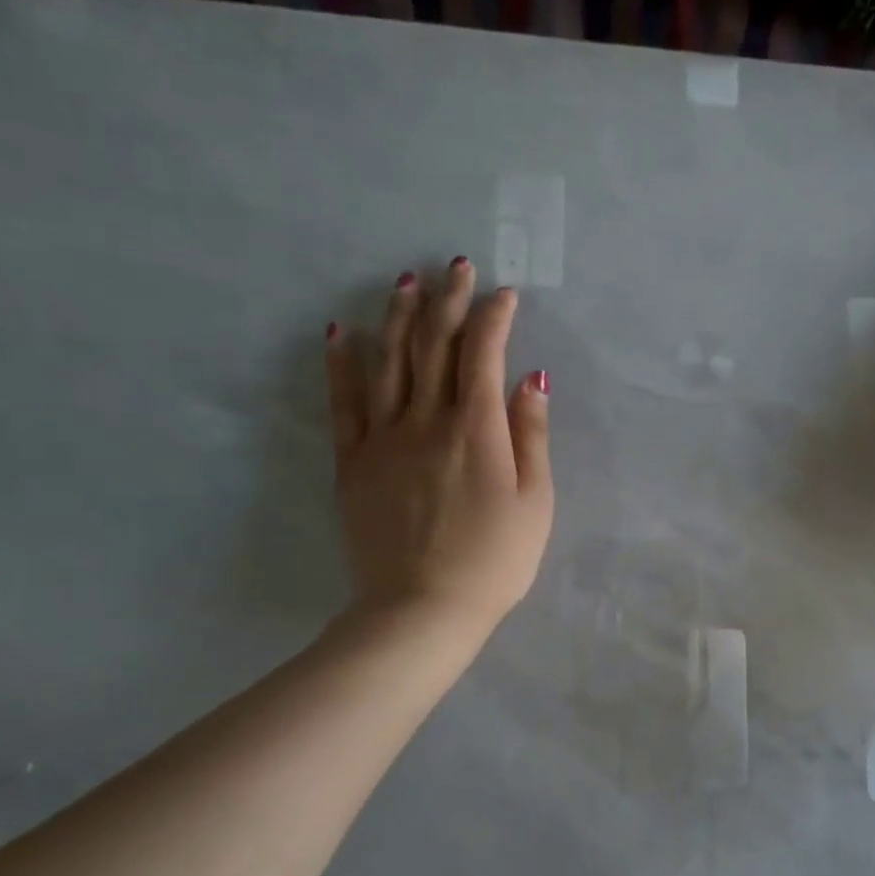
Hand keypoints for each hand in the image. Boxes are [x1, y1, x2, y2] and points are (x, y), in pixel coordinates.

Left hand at [324, 258, 553, 634]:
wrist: (423, 609)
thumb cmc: (495, 559)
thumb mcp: (535, 501)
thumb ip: (532, 435)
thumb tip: (532, 377)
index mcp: (477, 429)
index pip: (484, 354)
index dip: (494, 317)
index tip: (505, 294)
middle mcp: (427, 420)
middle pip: (435, 346)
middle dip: (448, 300)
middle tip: (455, 266)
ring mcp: (383, 438)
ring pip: (388, 362)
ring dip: (397, 316)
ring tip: (404, 281)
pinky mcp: (353, 462)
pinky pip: (344, 403)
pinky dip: (341, 364)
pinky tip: (339, 333)